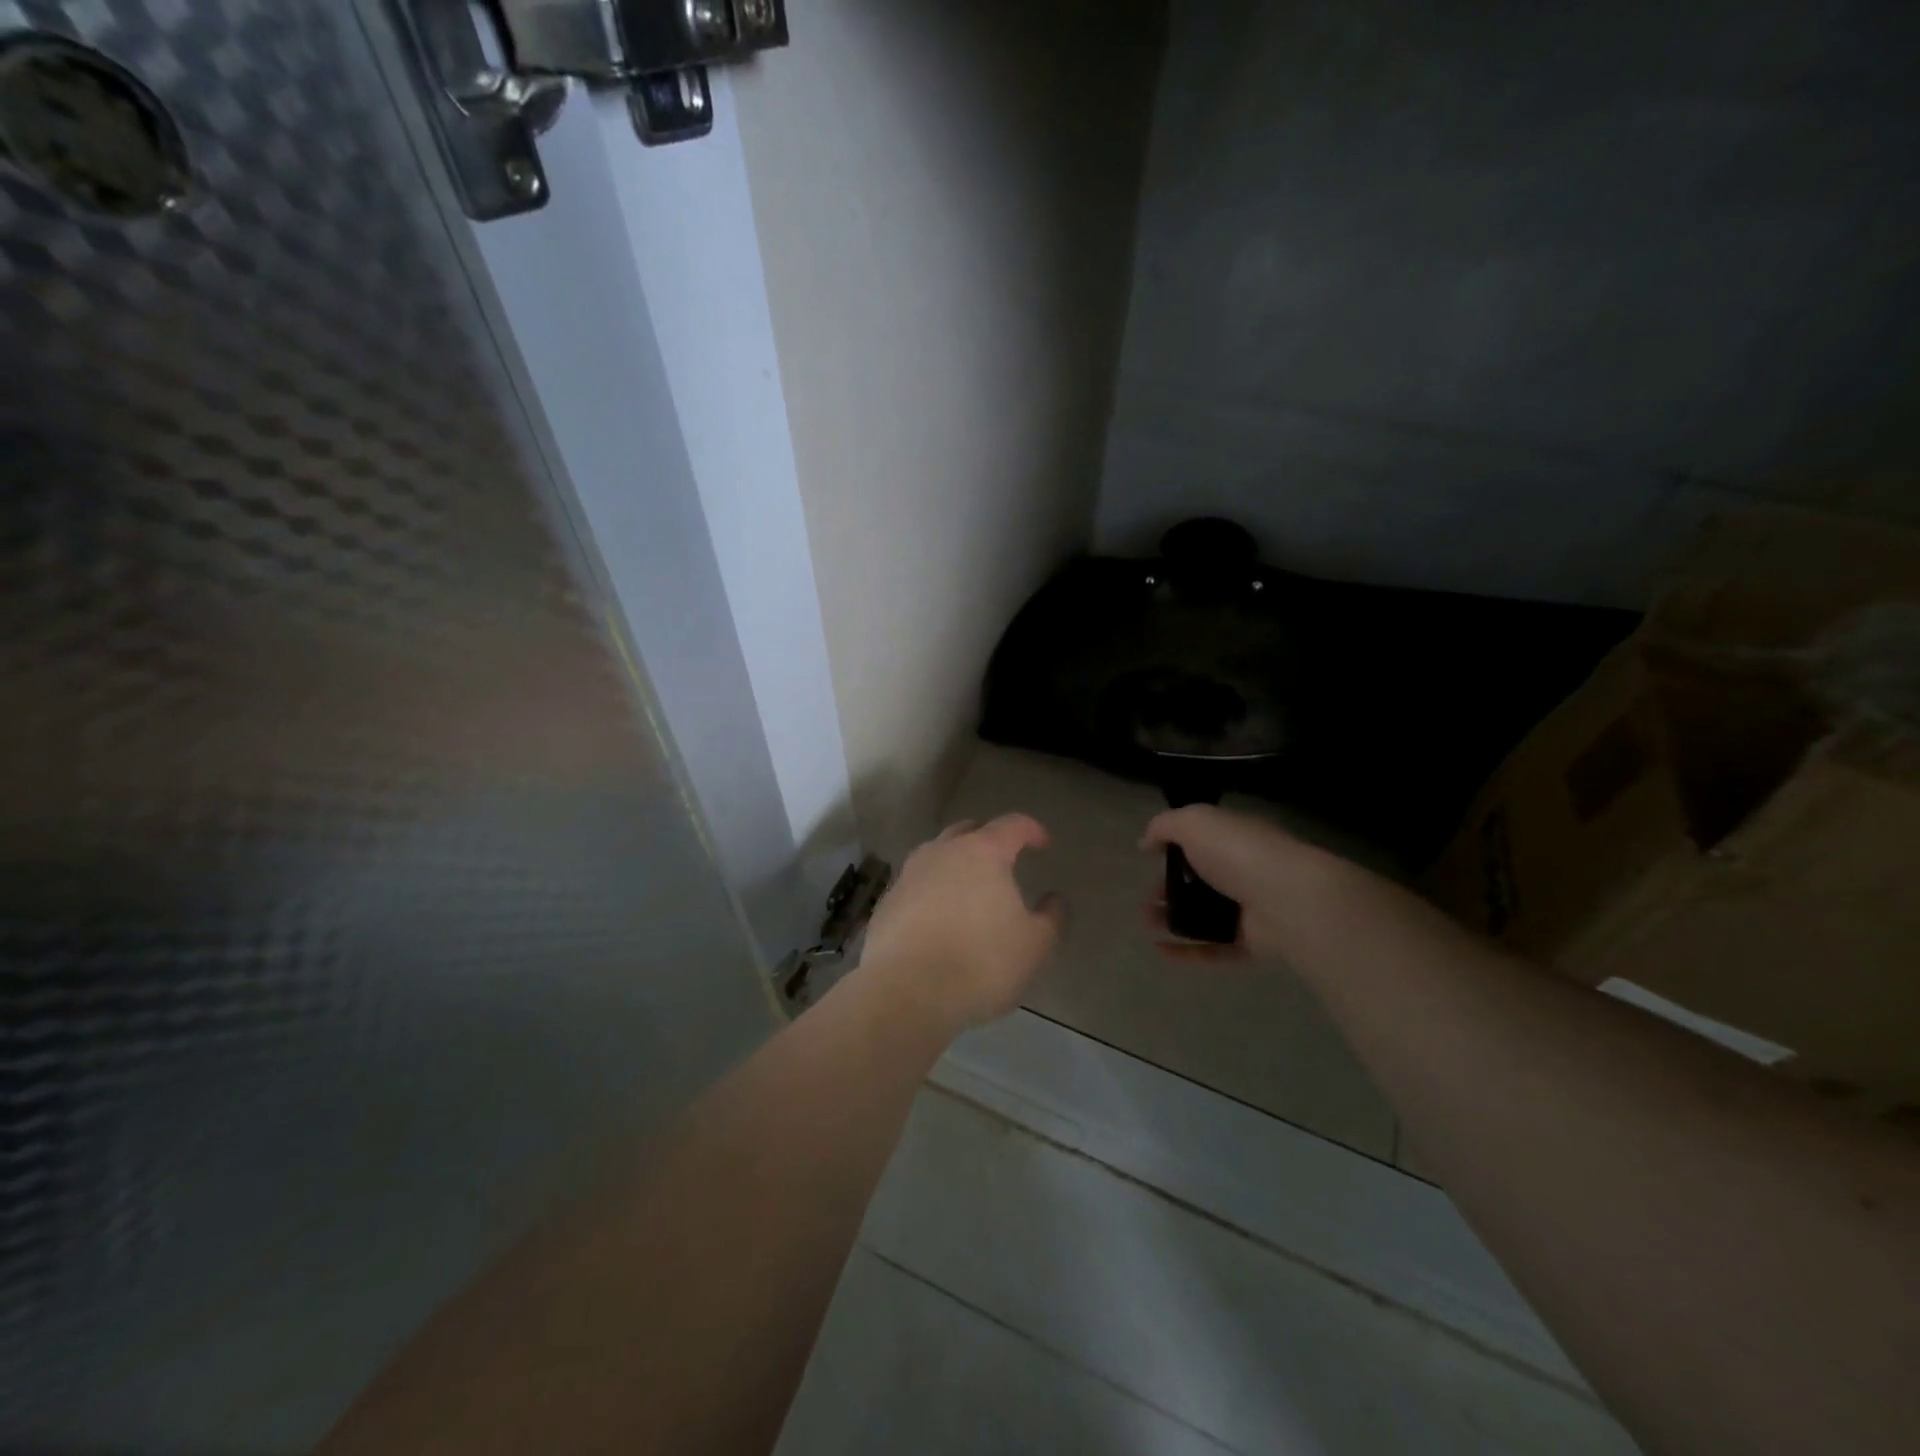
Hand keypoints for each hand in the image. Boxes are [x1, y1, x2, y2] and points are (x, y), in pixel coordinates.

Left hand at [860, 814, 1064, 1029]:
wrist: (906, 991)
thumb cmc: (980, 962)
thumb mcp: (1034, 946)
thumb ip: (1051, 918)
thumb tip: (1054, 900)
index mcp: (982, 852)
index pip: (1011, 825)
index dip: (1031, 829)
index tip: (1043, 842)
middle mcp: (942, 853)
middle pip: (967, 831)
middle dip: (986, 838)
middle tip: (1002, 857)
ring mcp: (909, 875)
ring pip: (935, 855)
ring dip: (954, 863)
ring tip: (967, 886)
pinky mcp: (887, 903)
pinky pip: (915, 886)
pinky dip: (931, 891)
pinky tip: (937, 917)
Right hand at [1140, 805, 1309, 961]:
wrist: (1289, 899)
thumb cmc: (1238, 853)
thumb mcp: (1194, 822)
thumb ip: (1164, 826)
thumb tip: (1145, 843)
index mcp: (1233, 839)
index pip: (1201, 840)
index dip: (1173, 848)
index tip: (1150, 859)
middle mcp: (1242, 871)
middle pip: (1199, 882)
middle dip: (1167, 889)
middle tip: (1145, 897)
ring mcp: (1250, 910)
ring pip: (1204, 916)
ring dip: (1171, 920)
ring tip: (1145, 923)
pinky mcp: (1253, 944)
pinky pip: (1215, 949)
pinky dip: (1187, 951)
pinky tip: (1160, 949)